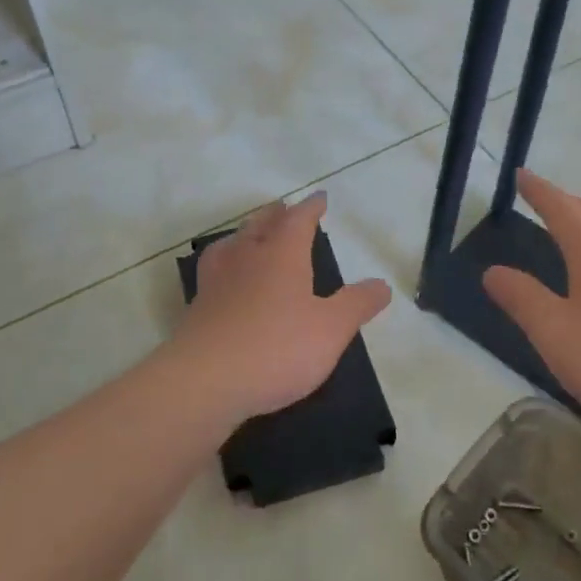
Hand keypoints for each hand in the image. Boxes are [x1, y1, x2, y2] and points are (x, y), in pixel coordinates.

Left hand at [172, 192, 391, 420]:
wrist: (205, 381)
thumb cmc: (277, 348)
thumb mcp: (331, 329)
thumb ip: (356, 304)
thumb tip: (381, 285)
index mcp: (281, 255)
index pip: (298, 220)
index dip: (311, 208)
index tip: (320, 198)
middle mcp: (247, 258)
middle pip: (260, 226)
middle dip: (275, 216)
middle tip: (284, 210)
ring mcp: (217, 282)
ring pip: (232, 245)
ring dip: (245, 235)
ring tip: (250, 236)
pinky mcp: (198, 308)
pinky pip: (215, 272)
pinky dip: (226, 264)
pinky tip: (227, 280)